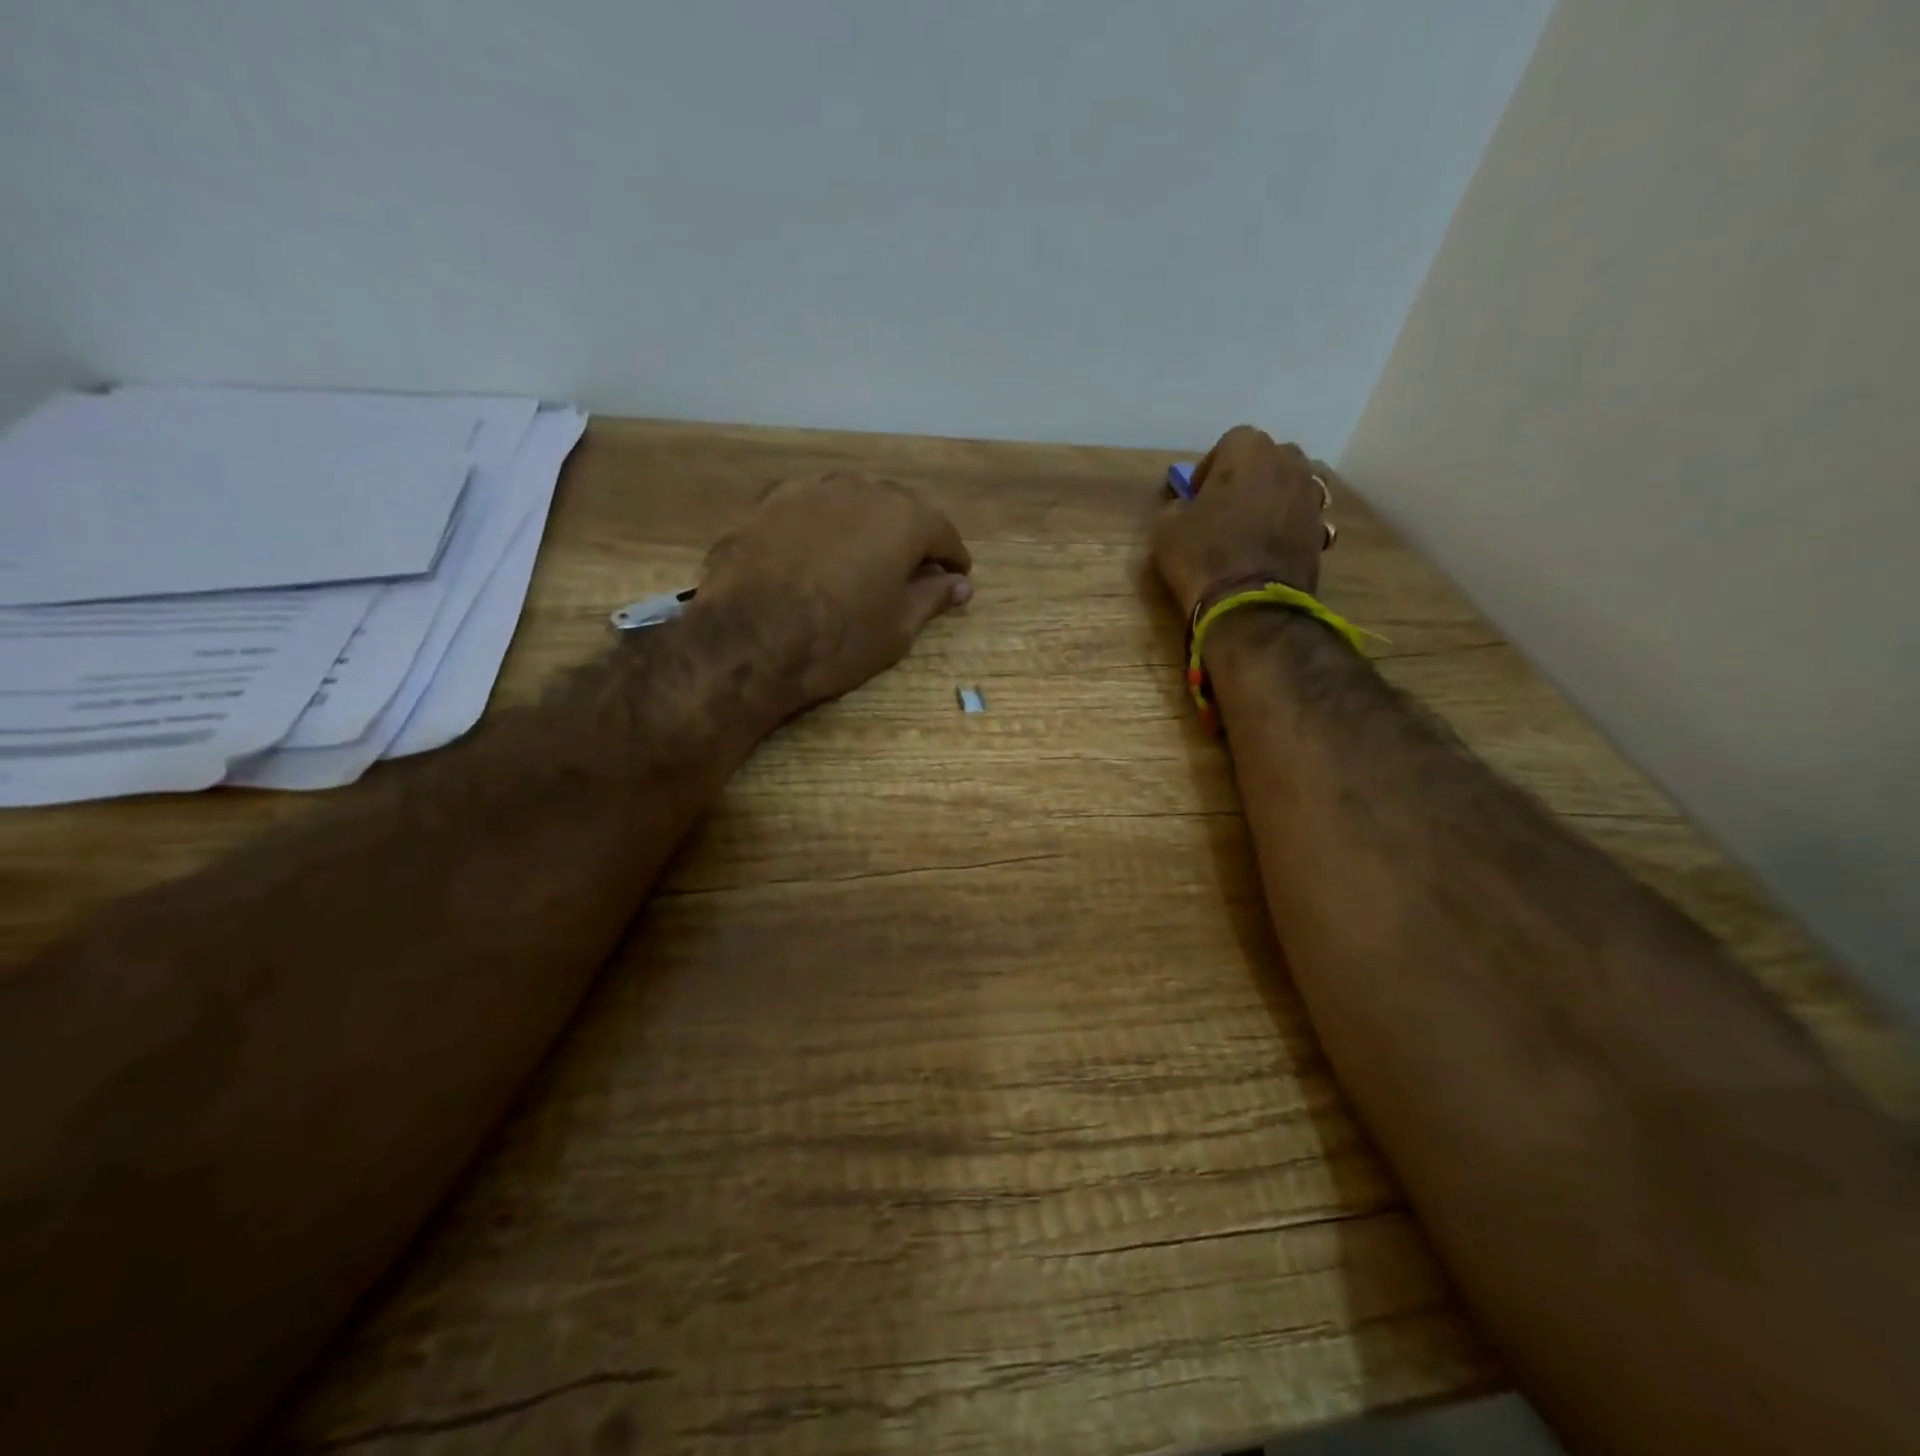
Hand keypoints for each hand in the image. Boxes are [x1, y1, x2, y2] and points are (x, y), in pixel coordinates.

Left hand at [697, 472, 972, 709]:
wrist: (749, 639)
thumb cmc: (839, 638)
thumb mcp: (898, 627)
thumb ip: (932, 597)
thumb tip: (960, 585)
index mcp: (903, 518)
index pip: (942, 532)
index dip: (953, 557)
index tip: (958, 576)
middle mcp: (860, 490)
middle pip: (897, 508)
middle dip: (910, 536)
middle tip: (913, 568)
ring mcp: (809, 491)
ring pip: (850, 502)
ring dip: (864, 525)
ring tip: (863, 556)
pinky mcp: (767, 503)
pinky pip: (809, 509)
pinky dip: (822, 526)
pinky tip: (816, 549)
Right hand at [1151, 426, 1332, 615]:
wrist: (1251, 606)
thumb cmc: (1204, 556)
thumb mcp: (1167, 529)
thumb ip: (1178, 506)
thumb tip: (1186, 507)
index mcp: (1250, 450)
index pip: (1229, 443)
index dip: (1210, 468)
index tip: (1196, 496)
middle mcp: (1289, 463)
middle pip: (1267, 460)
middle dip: (1248, 478)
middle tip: (1224, 508)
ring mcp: (1312, 497)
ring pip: (1288, 487)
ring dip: (1271, 500)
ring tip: (1250, 529)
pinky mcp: (1322, 531)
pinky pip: (1300, 518)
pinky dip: (1286, 527)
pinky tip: (1268, 550)